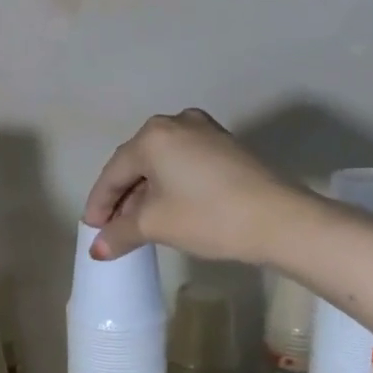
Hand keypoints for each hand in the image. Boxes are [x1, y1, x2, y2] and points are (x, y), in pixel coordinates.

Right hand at [82, 109, 310, 263]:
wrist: (280, 220)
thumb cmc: (208, 217)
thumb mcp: (155, 225)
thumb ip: (119, 234)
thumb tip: (97, 250)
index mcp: (152, 136)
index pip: (113, 173)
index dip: (99, 204)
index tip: (91, 230)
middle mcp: (175, 123)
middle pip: (136, 164)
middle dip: (121, 197)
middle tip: (111, 227)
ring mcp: (204, 130)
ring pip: (161, 163)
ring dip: (145, 192)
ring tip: (137, 222)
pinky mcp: (225, 145)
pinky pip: (183, 162)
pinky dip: (169, 184)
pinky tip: (166, 207)